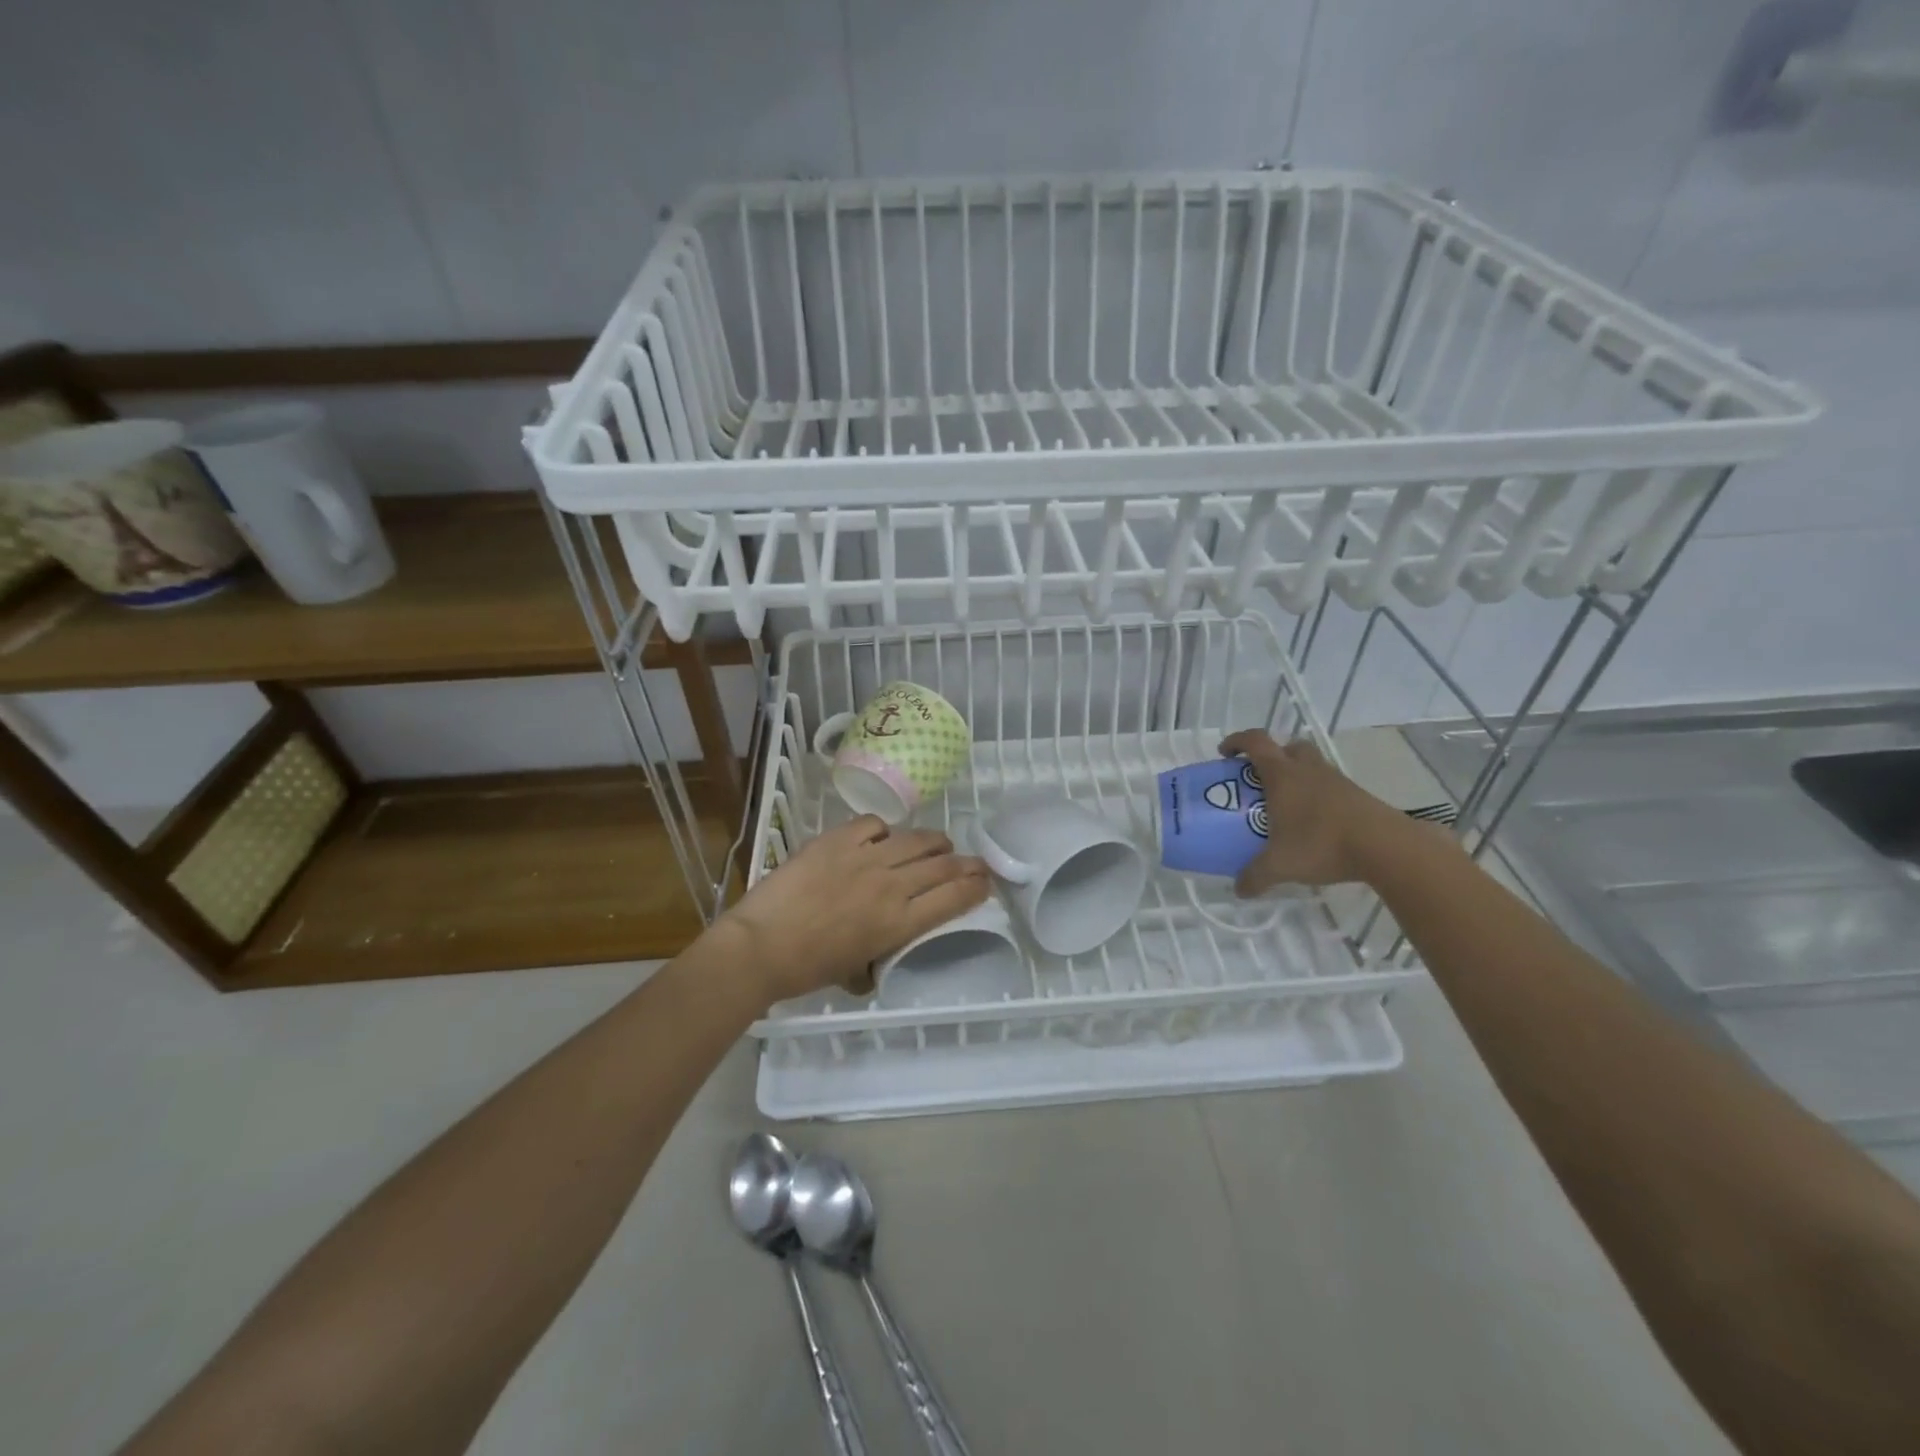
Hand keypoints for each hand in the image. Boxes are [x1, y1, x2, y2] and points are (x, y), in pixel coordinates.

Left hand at [716, 816, 990, 1006]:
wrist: (761, 946)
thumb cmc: (806, 970)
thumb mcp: (856, 972)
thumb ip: (879, 955)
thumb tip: (882, 951)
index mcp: (899, 923)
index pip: (953, 898)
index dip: (976, 887)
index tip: (986, 883)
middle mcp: (891, 885)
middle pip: (944, 865)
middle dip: (968, 863)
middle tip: (977, 862)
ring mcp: (865, 857)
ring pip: (916, 839)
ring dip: (935, 841)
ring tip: (939, 843)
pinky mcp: (838, 839)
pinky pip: (874, 825)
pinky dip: (885, 831)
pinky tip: (881, 838)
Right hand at [1218, 729, 1427, 894]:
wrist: (1385, 847)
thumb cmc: (1322, 843)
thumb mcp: (1280, 865)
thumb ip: (1255, 876)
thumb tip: (1238, 890)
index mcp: (1283, 775)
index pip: (1256, 741)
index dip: (1237, 741)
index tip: (1225, 754)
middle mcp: (1308, 769)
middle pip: (1288, 747)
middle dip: (1272, 757)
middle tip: (1260, 780)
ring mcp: (1336, 780)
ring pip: (1311, 765)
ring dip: (1297, 776)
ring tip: (1287, 805)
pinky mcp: (1357, 795)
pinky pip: (1329, 786)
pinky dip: (1317, 796)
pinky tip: (1314, 823)